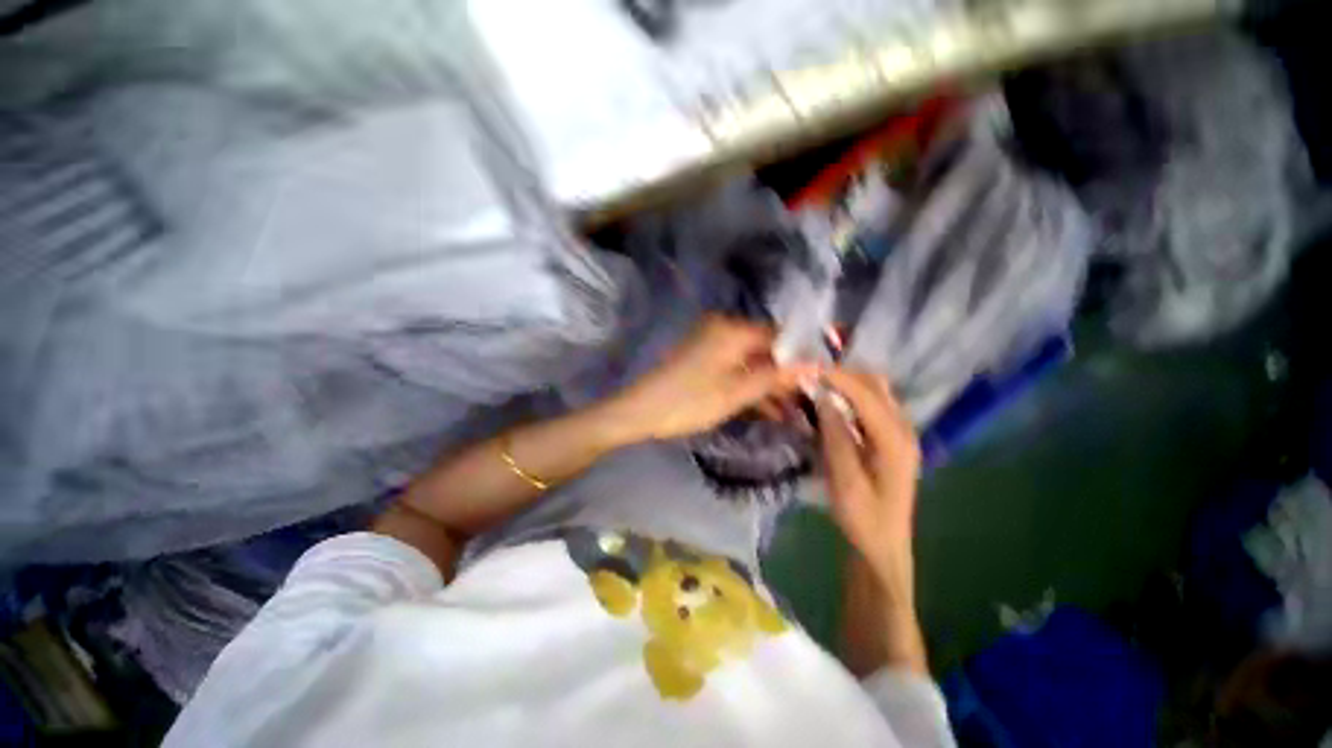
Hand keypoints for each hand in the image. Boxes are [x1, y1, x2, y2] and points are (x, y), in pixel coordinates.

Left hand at [605, 315, 807, 442]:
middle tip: (812, 400)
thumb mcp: (736, 393)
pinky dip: (750, 386)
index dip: (803, 357)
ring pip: (752, 361)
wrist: (639, 411)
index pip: (780, 336)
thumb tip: (816, 364)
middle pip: (766, 349)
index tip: (823, 379)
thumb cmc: (688, 402)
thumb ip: (776, 377)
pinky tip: (770, 410)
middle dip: (787, 376)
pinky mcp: (703, 360)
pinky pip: (735, 368)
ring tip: (797, 411)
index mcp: (732, 330)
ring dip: (770, 385)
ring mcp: (711, 344)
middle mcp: (723, 329)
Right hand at [817, 368, 927, 675]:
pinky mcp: (889, 440)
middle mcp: (903, 429)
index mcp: (895, 440)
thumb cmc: (863, 518)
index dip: (836, 376)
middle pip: (876, 385)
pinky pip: (870, 406)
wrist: (883, 547)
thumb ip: (836, 436)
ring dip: (846, 383)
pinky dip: (849, 397)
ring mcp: (899, 433)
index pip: (865, 393)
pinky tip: (829, 403)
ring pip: (874, 392)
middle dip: (842, 374)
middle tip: (810, 375)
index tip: (806, 368)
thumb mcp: (844, 480)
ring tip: (816, 384)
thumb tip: (823, 397)